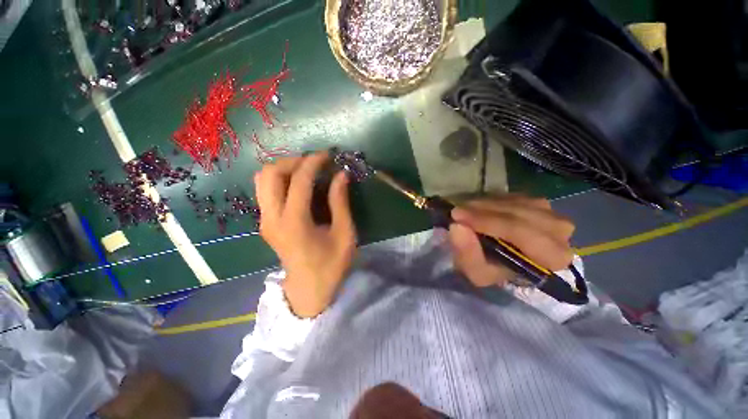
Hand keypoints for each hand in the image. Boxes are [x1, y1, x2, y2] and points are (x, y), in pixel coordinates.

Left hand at [255, 152, 355, 317]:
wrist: (308, 290)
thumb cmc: (331, 265)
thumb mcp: (344, 234)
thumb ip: (340, 202)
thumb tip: (341, 175)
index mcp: (295, 222)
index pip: (298, 180)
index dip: (313, 162)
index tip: (327, 155)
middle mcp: (272, 218)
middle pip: (270, 173)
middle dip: (293, 161)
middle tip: (315, 163)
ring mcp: (264, 220)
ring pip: (262, 180)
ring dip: (284, 169)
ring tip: (306, 171)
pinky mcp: (265, 222)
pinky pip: (265, 191)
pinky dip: (280, 180)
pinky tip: (298, 185)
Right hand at [447, 195, 574, 286]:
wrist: (504, 261)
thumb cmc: (493, 269)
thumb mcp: (476, 272)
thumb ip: (468, 254)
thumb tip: (457, 227)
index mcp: (552, 257)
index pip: (522, 232)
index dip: (488, 222)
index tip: (458, 217)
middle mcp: (560, 232)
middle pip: (519, 214)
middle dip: (483, 212)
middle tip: (456, 213)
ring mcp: (550, 212)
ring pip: (514, 203)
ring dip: (486, 206)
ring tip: (465, 211)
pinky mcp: (538, 202)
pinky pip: (512, 197)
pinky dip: (493, 201)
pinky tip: (480, 209)